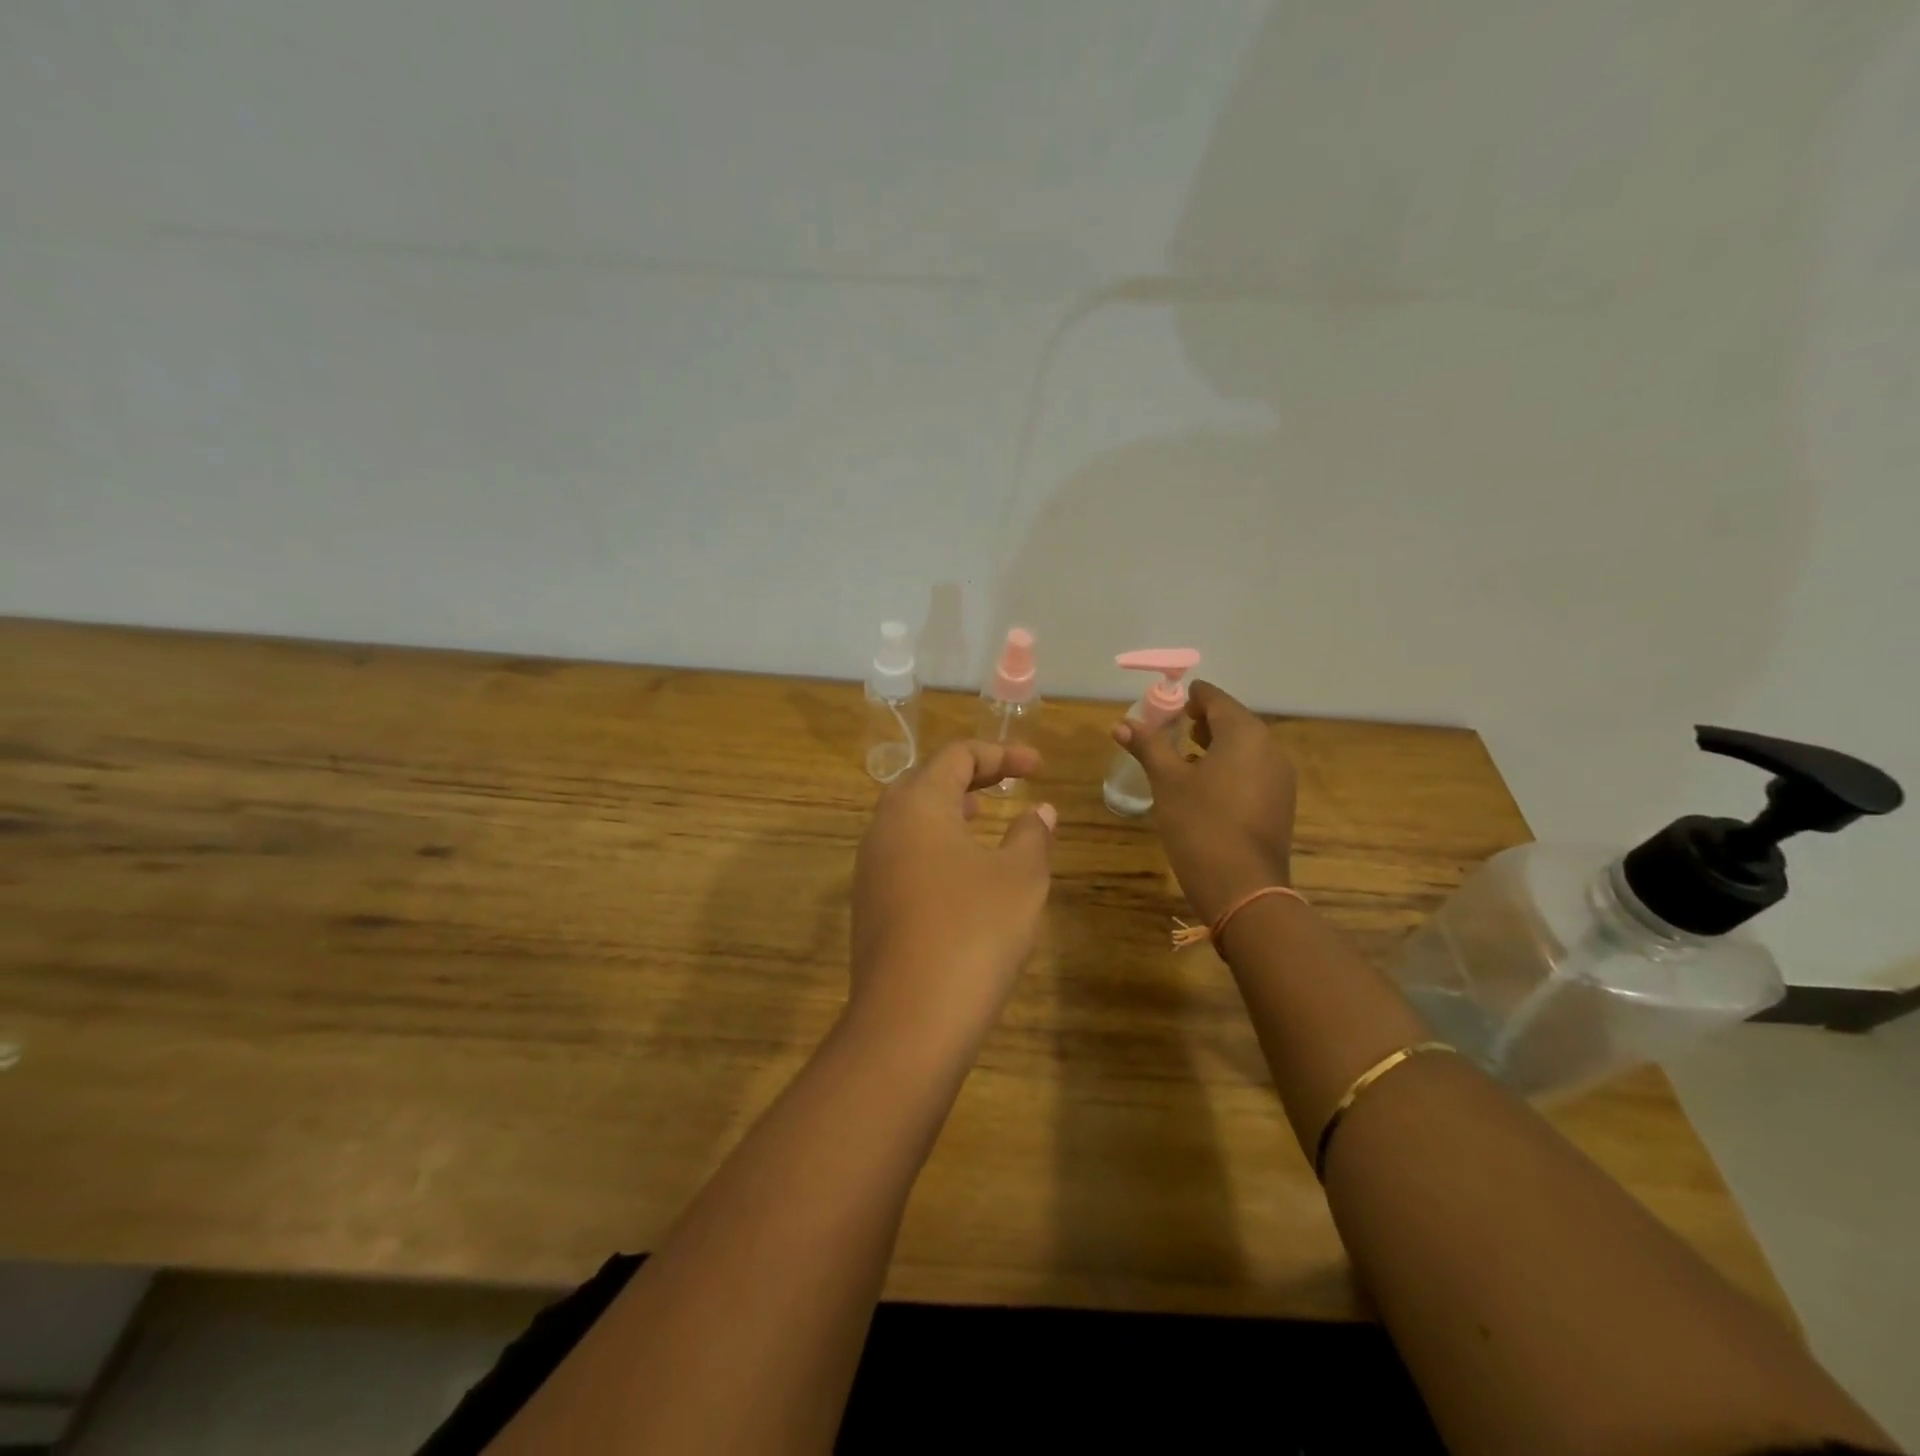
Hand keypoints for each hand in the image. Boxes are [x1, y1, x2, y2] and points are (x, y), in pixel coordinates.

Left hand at [848, 741, 1056, 1050]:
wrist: (910, 1019)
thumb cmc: (974, 931)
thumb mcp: (1020, 878)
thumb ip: (1031, 836)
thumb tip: (1040, 811)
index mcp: (917, 805)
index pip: (956, 756)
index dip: (1001, 754)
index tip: (1038, 768)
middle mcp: (884, 826)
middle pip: (926, 780)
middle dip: (970, 775)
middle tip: (1007, 782)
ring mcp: (870, 867)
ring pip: (909, 818)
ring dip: (948, 808)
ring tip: (982, 813)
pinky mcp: (869, 903)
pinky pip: (903, 853)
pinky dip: (934, 843)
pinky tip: (960, 870)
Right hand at [1112, 681, 1296, 922]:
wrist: (1242, 887)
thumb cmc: (1200, 824)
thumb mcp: (1167, 782)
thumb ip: (1148, 746)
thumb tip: (1122, 724)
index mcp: (1244, 733)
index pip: (1216, 699)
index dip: (1191, 696)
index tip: (1168, 700)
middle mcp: (1269, 748)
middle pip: (1234, 721)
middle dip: (1203, 720)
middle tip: (1172, 726)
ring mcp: (1280, 777)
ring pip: (1245, 747)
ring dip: (1216, 745)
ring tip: (1184, 754)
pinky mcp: (1280, 803)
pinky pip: (1253, 771)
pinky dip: (1230, 767)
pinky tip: (1206, 785)